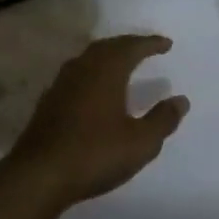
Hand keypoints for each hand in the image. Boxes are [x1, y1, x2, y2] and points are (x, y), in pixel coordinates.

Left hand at [5, 36, 189, 210]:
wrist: (38, 175)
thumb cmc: (94, 154)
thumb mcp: (139, 142)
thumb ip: (162, 120)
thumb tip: (181, 100)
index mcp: (107, 70)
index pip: (132, 47)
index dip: (150, 44)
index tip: (166, 44)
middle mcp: (83, 68)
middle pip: (108, 46)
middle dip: (128, 45)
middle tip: (144, 48)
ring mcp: (62, 83)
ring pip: (89, 58)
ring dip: (108, 56)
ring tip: (121, 63)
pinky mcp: (48, 101)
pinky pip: (76, 74)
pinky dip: (92, 73)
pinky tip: (93, 89)